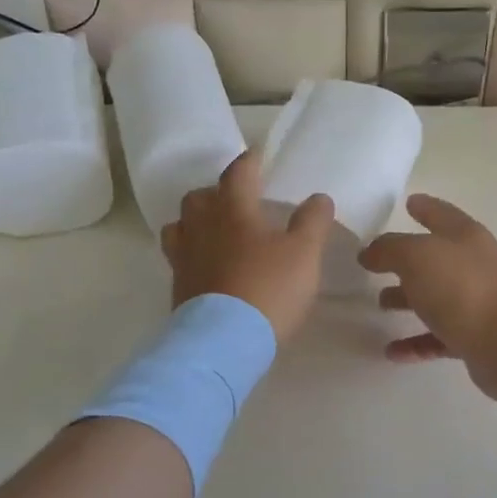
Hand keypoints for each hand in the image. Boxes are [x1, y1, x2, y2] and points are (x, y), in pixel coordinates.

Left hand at [162, 151, 334, 344]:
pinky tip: (209, 266)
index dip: (250, 161)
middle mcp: (201, 227)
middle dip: (217, 192)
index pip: (238, 173)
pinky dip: (193, 253)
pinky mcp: (178, 287)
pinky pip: (180, 258)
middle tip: (237, 200)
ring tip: (215, 231)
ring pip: (181, 226)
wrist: (225, 340)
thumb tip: (318, 197)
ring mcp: (184, 258)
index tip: (259, 156)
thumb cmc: (269, 288)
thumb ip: (312, 222)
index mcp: (232, 210)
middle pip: (200, 197)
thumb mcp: (304, 254)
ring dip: (196, 222)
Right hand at [359, 195, 496, 397]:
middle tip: (377, 265)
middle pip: (436, 259)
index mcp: (464, 237)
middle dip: (406, 261)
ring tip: (380, 306)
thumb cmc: (462, 288)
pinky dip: (415, 342)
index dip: (424, 207)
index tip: (409, 202)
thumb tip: (370, 253)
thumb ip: (389, 249)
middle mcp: (474, 266)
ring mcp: (477, 303)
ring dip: (408, 301)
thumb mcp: (417, 256)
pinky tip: (392, 352)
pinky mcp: (476, 338)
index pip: (441, 214)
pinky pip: (438, 338)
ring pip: (436, 298)